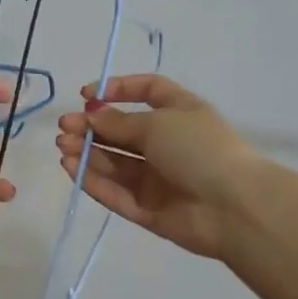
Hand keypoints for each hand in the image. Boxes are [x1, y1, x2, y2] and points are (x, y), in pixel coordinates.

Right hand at [55, 74, 253, 258]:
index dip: (118, 89)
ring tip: (64, 147)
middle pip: (123, 131)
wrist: (233, 207)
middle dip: (92, 127)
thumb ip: (119, 122)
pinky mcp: (147, 209)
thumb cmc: (199, 150)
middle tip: (64, 127)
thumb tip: (91, 115)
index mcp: (180, 113)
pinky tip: (71, 167)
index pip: (147, 92)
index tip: (87, 95)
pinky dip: (93, 180)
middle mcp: (168, 143)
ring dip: (87, 153)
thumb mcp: (158, 124)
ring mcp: (157, 178)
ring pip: (115, 163)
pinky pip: (116, 192)